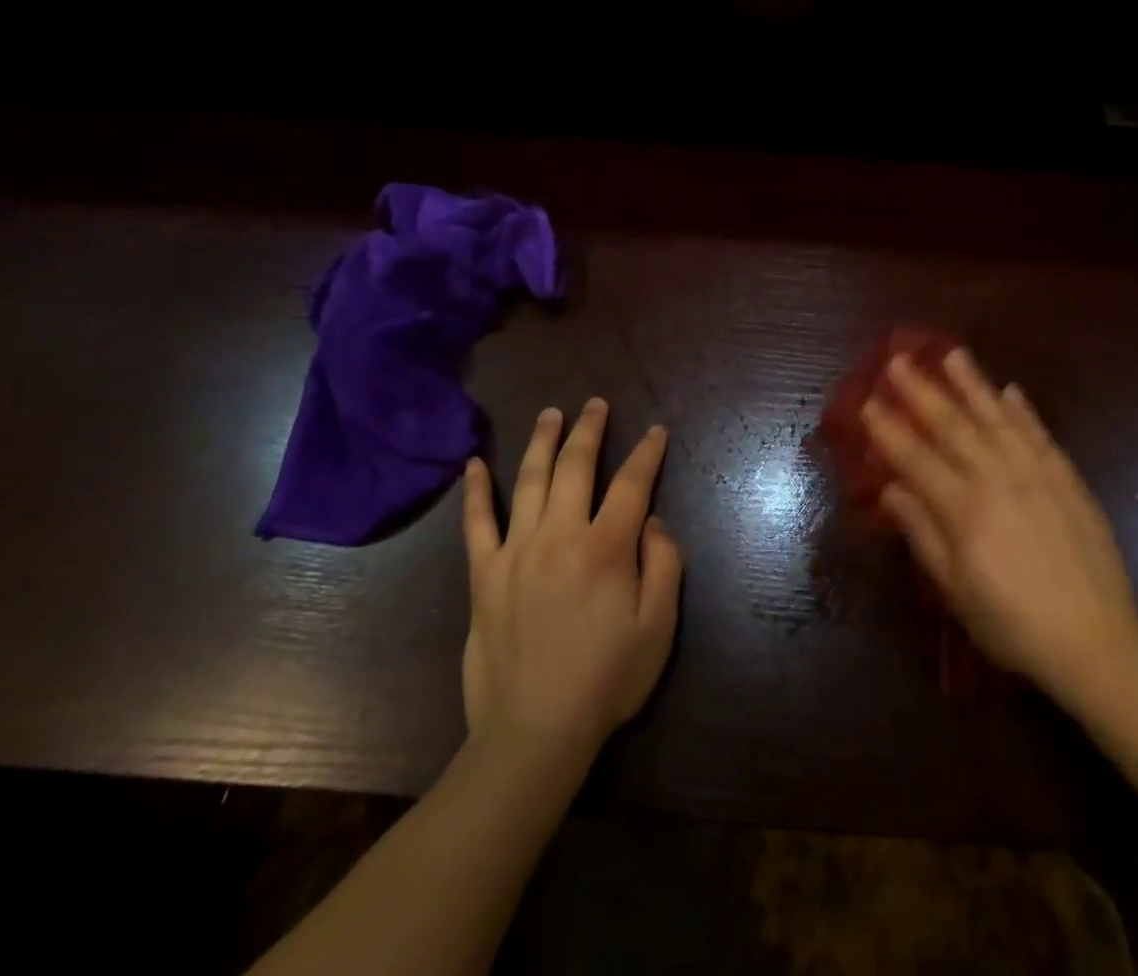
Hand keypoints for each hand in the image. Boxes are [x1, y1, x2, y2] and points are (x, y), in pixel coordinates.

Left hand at [460, 399, 682, 764]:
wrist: (533, 733)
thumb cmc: (607, 680)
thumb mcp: (658, 627)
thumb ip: (664, 565)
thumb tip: (652, 521)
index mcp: (606, 548)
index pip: (632, 484)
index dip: (647, 453)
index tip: (656, 431)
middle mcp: (560, 536)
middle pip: (576, 467)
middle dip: (589, 430)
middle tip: (596, 404)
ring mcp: (516, 552)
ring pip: (529, 481)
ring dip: (541, 442)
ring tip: (551, 413)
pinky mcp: (484, 575)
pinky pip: (476, 524)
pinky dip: (475, 491)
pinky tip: (473, 464)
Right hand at [861, 349, 1137, 714]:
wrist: (1096, 641)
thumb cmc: (1012, 624)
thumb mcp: (956, 589)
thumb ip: (923, 533)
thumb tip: (891, 489)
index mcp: (963, 510)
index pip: (916, 458)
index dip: (888, 429)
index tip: (867, 402)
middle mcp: (997, 479)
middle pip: (952, 426)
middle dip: (921, 390)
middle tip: (898, 360)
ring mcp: (1036, 474)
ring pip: (996, 418)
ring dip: (972, 384)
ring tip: (952, 354)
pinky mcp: (1067, 479)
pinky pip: (1039, 434)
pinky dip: (1022, 410)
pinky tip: (1009, 390)